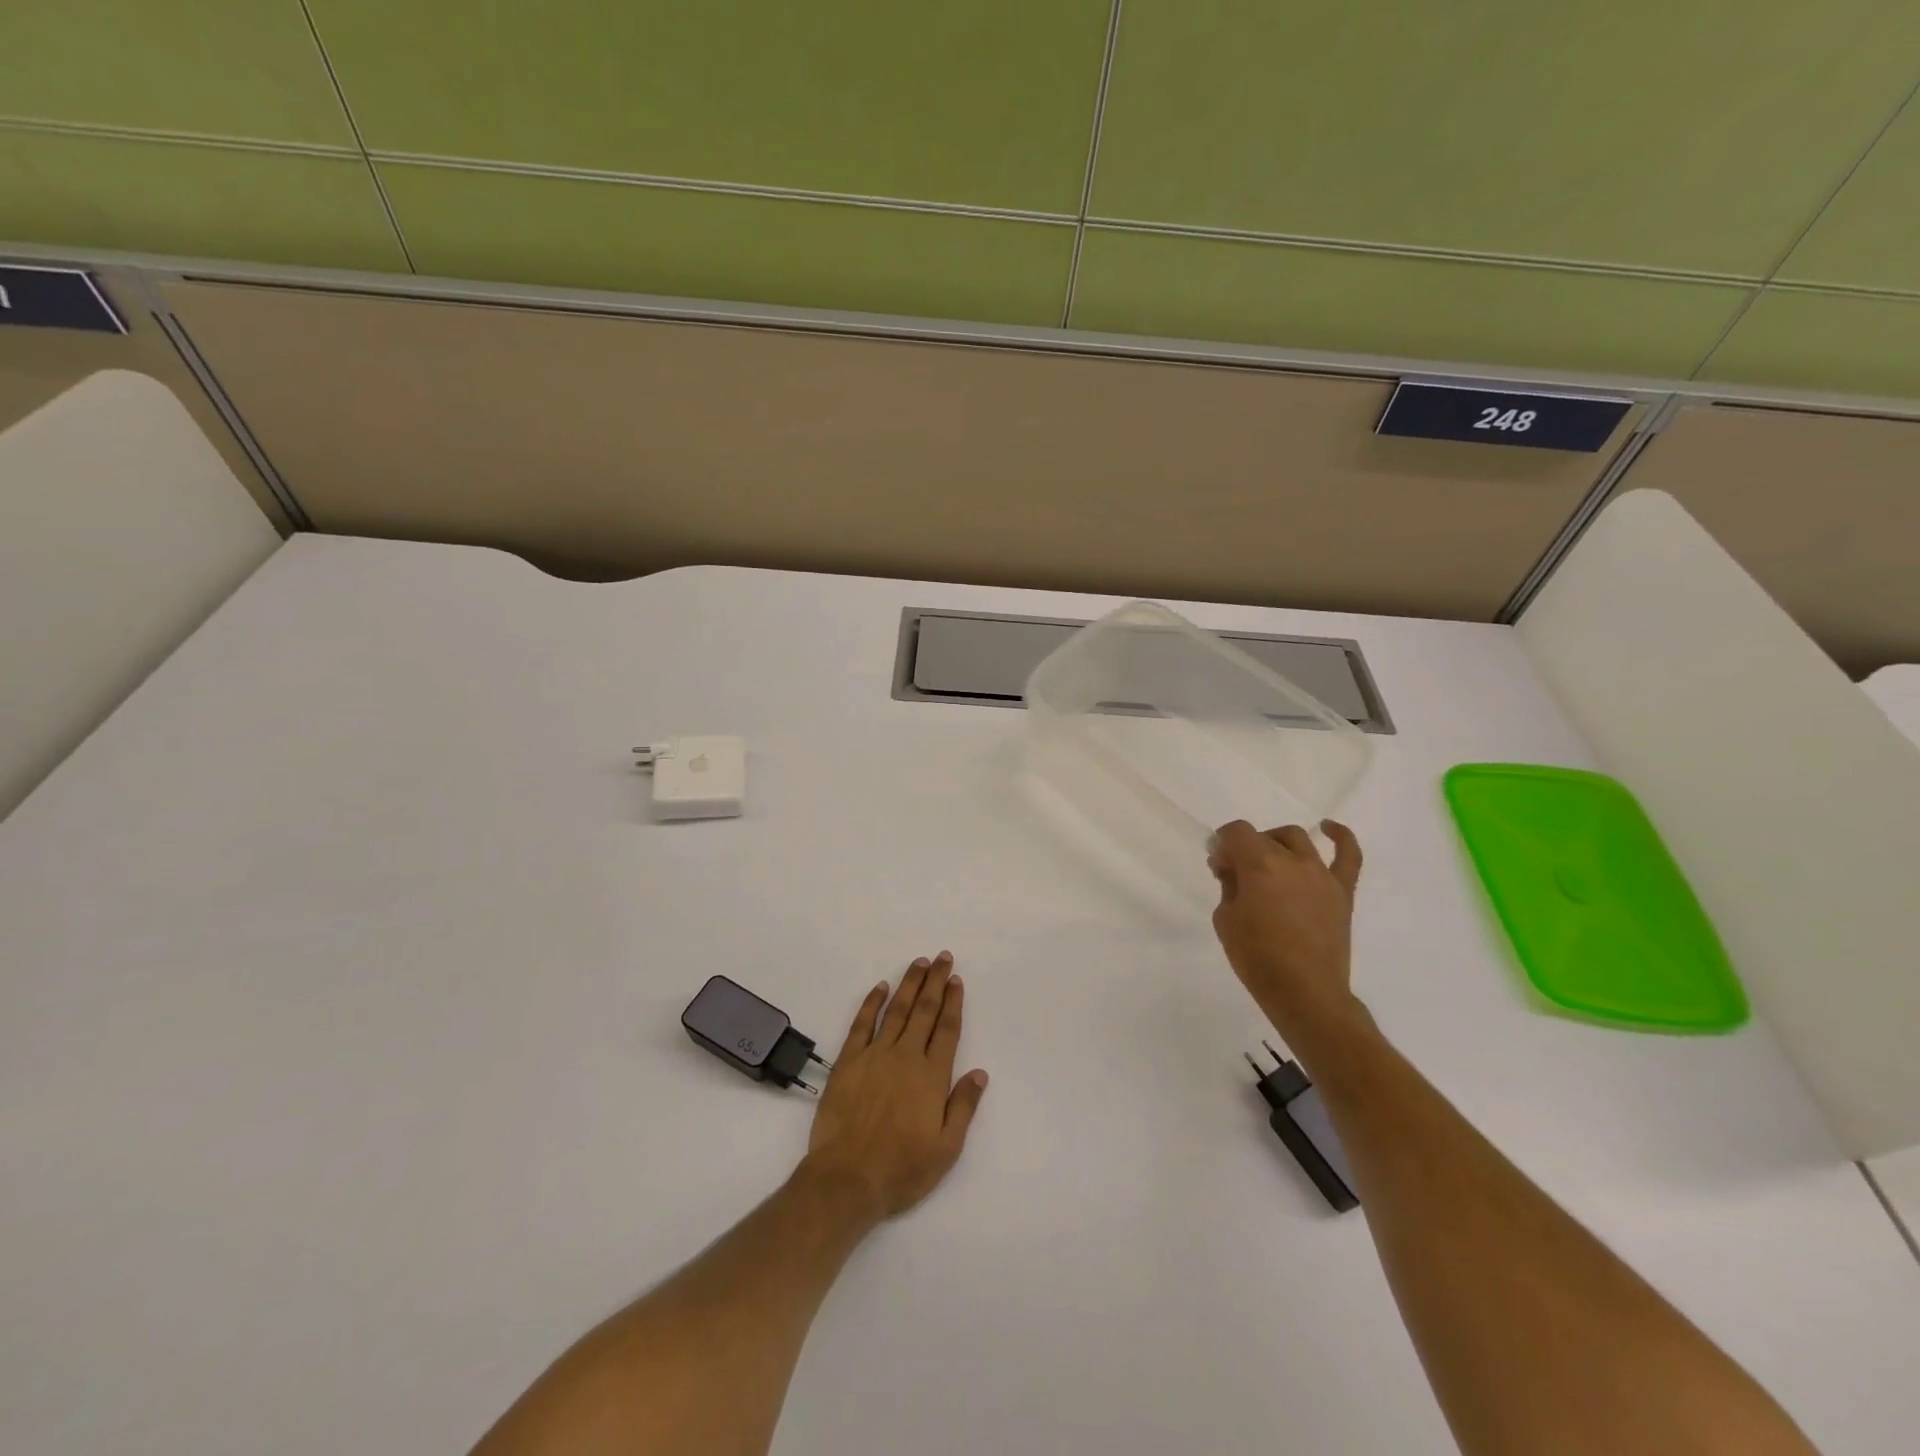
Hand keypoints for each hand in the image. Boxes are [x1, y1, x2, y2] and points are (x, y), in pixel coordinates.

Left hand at [801, 953, 988, 1221]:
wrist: (847, 1179)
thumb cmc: (901, 1169)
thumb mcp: (946, 1149)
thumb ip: (963, 1107)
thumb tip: (980, 1073)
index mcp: (932, 1076)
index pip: (946, 1029)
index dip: (953, 1002)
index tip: (956, 980)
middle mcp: (905, 1057)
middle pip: (924, 1010)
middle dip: (934, 981)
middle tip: (942, 957)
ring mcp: (875, 1056)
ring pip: (896, 1010)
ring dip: (909, 984)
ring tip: (918, 963)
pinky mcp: (848, 1062)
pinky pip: (862, 1024)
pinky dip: (872, 1003)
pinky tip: (880, 988)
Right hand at [1209, 820, 1364, 1041]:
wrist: (1305, 993)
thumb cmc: (1257, 958)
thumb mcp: (1226, 920)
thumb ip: (1228, 886)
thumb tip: (1231, 868)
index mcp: (1259, 866)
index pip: (1236, 832)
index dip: (1222, 842)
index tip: (1217, 863)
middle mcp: (1292, 861)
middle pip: (1263, 837)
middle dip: (1244, 848)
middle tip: (1235, 872)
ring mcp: (1321, 875)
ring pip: (1297, 839)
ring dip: (1277, 843)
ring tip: (1268, 860)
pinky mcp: (1342, 892)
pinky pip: (1348, 856)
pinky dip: (1340, 836)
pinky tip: (1327, 828)